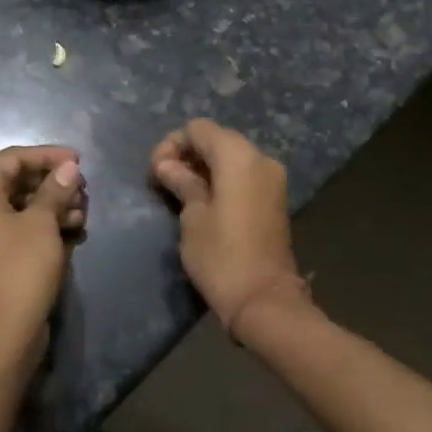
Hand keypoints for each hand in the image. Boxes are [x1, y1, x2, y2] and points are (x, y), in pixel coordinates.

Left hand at [0, 145, 87, 357]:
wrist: (0, 334)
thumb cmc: (19, 267)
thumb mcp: (42, 222)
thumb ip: (55, 189)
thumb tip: (69, 167)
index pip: (13, 157)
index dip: (49, 156)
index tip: (80, 160)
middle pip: (16, 180)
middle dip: (53, 184)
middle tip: (84, 191)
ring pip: (19, 205)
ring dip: (52, 205)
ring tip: (83, 214)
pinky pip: (16, 228)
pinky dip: (42, 225)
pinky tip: (73, 231)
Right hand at [151, 120, 307, 334]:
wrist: (264, 301)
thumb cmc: (221, 256)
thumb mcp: (192, 216)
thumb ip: (181, 182)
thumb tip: (166, 165)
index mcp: (239, 157)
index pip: (199, 129)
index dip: (173, 144)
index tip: (157, 172)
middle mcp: (260, 159)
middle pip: (217, 139)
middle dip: (188, 154)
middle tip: (164, 181)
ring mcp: (272, 179)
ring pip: (230, 157)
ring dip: (204, 168)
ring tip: (180, 193)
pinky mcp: (274, 199)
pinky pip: (243, 175)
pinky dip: (222, 180)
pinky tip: (204, 202)